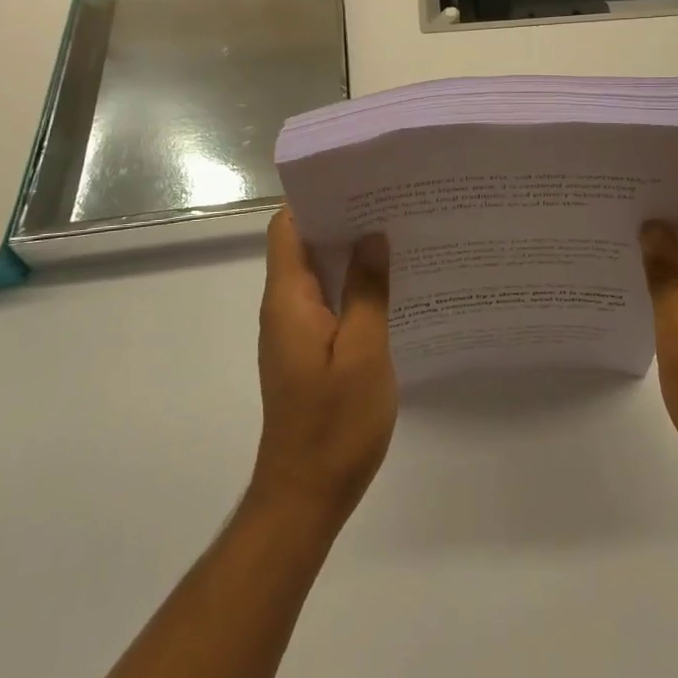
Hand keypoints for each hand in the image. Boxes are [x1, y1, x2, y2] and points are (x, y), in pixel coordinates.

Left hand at [249, 210, 396, 529]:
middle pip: (302, 244)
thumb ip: (367, 290)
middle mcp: (283, 307)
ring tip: (394, 234)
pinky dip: (349, 285)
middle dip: (340, 220)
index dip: (315, 198)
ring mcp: (293, 331)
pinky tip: (387, 286)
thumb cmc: (334, 423)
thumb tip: (372, 236)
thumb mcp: (364, 351)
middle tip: (389, 202)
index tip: (356, 181)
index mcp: (288, 298)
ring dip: (347, 253)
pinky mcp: (305, 351)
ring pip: (316, 273)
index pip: (287, 227)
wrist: (305, 496)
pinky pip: (325, 301)